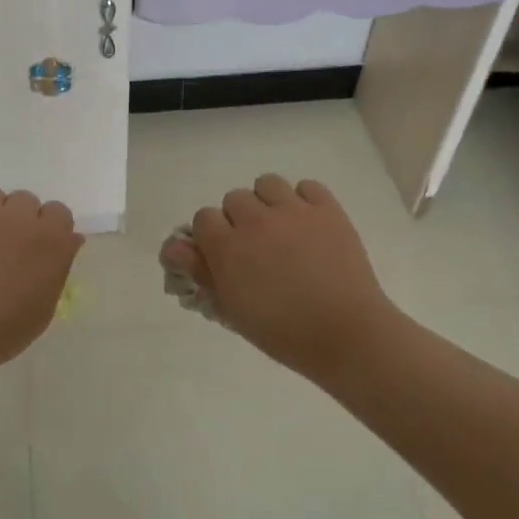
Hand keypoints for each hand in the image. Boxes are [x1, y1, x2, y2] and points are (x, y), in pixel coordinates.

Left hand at [0, 190, 83, 369]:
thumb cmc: (7, 328)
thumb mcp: (47, 305)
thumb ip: (58, 267)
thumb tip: (67, 242)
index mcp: (50, 239)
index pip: (59, 212)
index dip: (51, 228)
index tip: (42, 246)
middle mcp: (19, 218)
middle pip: (26, 200)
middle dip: (22, 219)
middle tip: (11, 246)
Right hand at [164, 175, 407, 382]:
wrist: (346, 334)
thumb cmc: (282, 332)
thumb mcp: (231, 309)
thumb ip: (200, 273)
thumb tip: (172, 247)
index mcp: (227, 246)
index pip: (203, 218)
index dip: (210, 236)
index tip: (222, 256)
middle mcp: (255, 220)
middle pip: (233, 199)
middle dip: (238, 220)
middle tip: (255, 248)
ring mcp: (294, 211)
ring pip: (267, 184)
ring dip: (267, 202)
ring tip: (280, 229)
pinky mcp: (327, 209)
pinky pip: (307, 186)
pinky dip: (303, 200)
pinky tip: (308, 224)